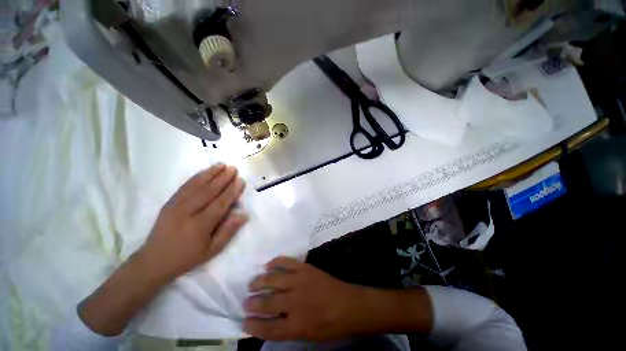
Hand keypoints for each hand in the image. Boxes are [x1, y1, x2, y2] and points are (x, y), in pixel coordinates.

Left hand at [139, 164, 247, 280]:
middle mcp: (187, 212)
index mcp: (200, 226)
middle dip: (223, 178)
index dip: (232, 191)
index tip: (240, 180)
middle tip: (234, 168)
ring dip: (210, 173)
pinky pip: (184, 187)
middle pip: (208, 191)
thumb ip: (228, 231)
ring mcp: (176, 206)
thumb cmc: (187, 257)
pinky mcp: (169, 203)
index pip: (220, 204)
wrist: (153, 261)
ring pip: (196, 186)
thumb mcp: (212, 250)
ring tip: (221, 164)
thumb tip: (244, 215)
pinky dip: (195, 177)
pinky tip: (204, 172)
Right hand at [242, 257, 369, 340]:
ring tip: (252, 283)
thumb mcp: (308, 336)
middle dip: (253, 302)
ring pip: (273, 280)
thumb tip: (269, 323)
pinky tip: (268, 265)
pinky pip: (287, 262)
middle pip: (267, 302)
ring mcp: (300, 282)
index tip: (243, 322)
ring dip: (260, 281)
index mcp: (296, 325)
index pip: (267, 328)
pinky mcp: (305, 268)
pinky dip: (276, 262)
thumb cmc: (331, 326)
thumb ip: (287, 330)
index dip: (252, 326)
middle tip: (245, 301)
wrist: (349, 305)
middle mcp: (295, 303)